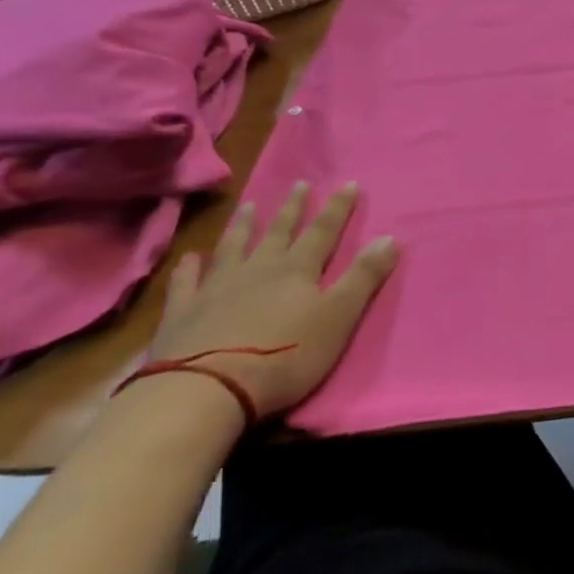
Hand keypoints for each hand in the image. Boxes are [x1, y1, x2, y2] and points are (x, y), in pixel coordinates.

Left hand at [145, 181, 399, 420]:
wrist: (206, 389)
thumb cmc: (285, 354)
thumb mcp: (339, 317)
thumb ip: (363, 277)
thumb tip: (390, 237)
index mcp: (297, 270)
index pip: (323, 231)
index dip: (338, 208)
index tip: (348, 183)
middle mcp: (258, 269)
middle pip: (279, 232)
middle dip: (292, 208)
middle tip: (298, 184)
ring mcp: (216, 288)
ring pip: (233, 247)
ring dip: (243, 226)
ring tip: (248, 206)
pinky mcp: (183, 313)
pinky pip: (186, 282)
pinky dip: (189, 268)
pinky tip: (190, 257)